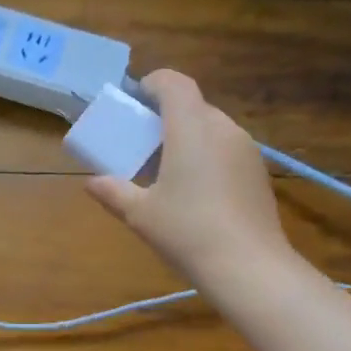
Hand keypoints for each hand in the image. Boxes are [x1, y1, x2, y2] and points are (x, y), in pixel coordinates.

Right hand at [86, 70, 292, 287]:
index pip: (174, 83)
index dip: (152, 84)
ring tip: (167, 167)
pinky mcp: (258, 172)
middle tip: (143, 142)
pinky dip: (207, 154)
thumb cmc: (187, 231)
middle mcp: (223, 128)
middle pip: (193, 105)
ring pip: (212, 127)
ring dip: (187, 135)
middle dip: (165, 115)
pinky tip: (195, 189)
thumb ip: (113, 191)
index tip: (134, 101)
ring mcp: (246, 149)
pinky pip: (227, 148)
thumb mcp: (140, 214)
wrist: (249, 267)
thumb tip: (91, 182)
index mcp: (191, 128)